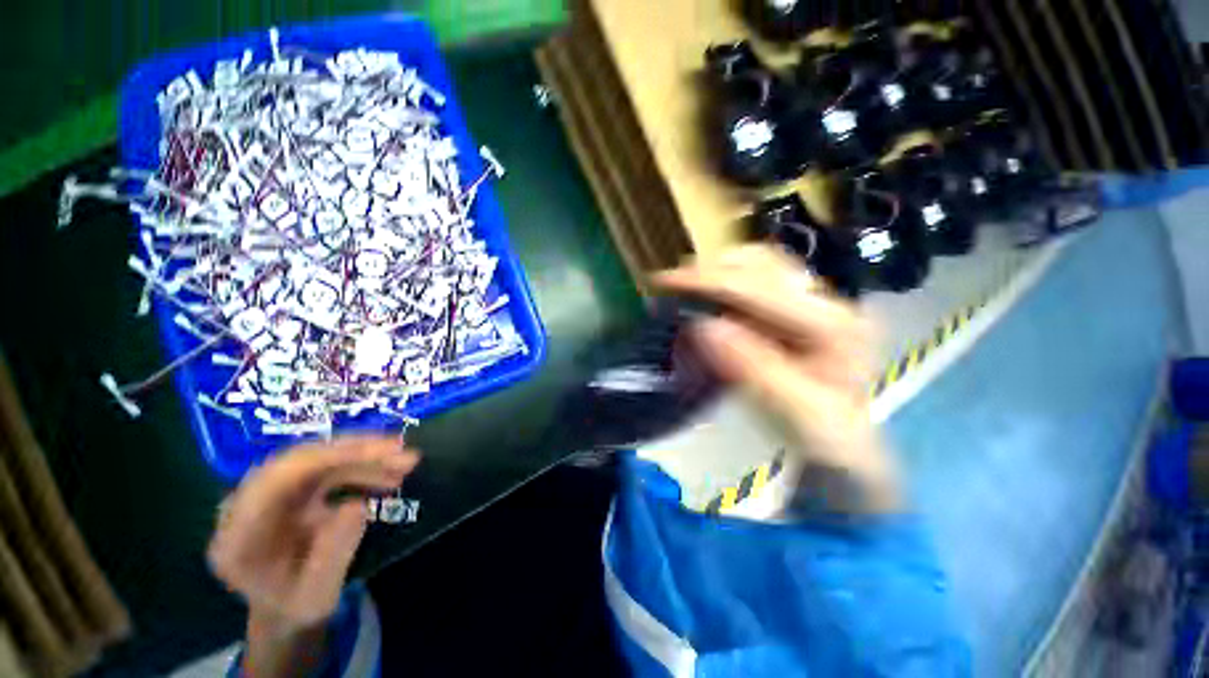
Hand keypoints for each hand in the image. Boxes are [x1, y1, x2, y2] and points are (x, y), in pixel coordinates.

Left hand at [209, 435, 418, 630]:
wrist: (284, 609)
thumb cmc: (298, 606)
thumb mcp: (317, 595)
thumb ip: (331, 556)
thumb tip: (358, 505)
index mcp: (239, 535)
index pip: (279, 479)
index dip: (331, 458)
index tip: (381, 452)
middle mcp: (246, 504)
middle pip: (300, 461)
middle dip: (356, 451)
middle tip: (401, 450)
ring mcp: (268, 494)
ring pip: (319, 460)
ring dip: (366, 458)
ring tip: (407, 463)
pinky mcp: (290, 489)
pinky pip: (328, 467)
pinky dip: (363, 467)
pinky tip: (390, 475)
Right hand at [656, 245, 899, 512]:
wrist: (843, 442)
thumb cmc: (823, 436)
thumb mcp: (794, 412)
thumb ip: (753, 368)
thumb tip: (704, 325)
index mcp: (833, 325)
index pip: (762, 289)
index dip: (710, 281)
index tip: (666, 282)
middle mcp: (826, 301)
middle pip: (763, 263)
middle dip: (711, 270)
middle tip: (671, 286)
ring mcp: (812, 301)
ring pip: (759, 264)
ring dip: (718, 271)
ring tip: (686, 288)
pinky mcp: (796, 307)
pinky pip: (757, 280)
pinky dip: (726, 281)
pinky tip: (708, 296)